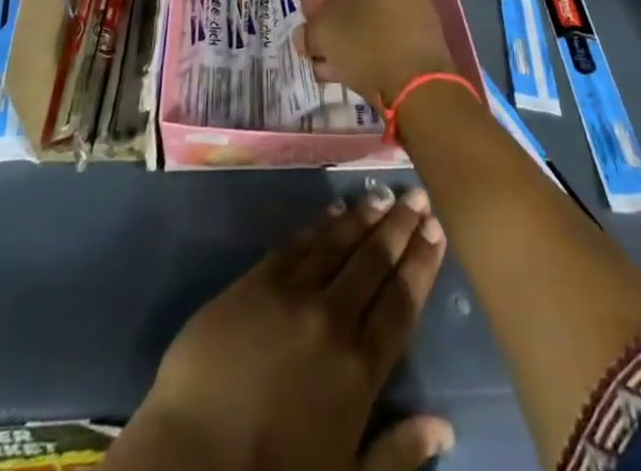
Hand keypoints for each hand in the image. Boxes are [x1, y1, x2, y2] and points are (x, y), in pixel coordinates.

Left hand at [130, 188, 454, 470]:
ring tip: (382, 195)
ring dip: (363, 217)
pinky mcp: (256, 280)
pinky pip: (296, 243)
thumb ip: (398, 452)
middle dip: (399, 226)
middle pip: (373, 262)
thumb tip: (445, 428)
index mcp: (360, 367)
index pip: (400, 301)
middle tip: (416, 197)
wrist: (196, 455)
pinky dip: (319, 225)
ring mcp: (292, 293)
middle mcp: (332, 318)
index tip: (435, 231)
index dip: (421, 263)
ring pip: (337, 243)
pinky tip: (333, 210)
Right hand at [297, 0, 456, 106]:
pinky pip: (387, 34)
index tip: (305, 21)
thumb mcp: (322, 32)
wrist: (418, 84)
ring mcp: (415, 5)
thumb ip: (309, 29)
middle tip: (314, 43)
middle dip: (329, 22)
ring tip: (325, 65)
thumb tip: (307, 35)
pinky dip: (366, 47)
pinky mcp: (424, 34)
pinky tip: (346, 71)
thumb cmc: (364, 43)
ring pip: (369, 18)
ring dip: (344, 39)